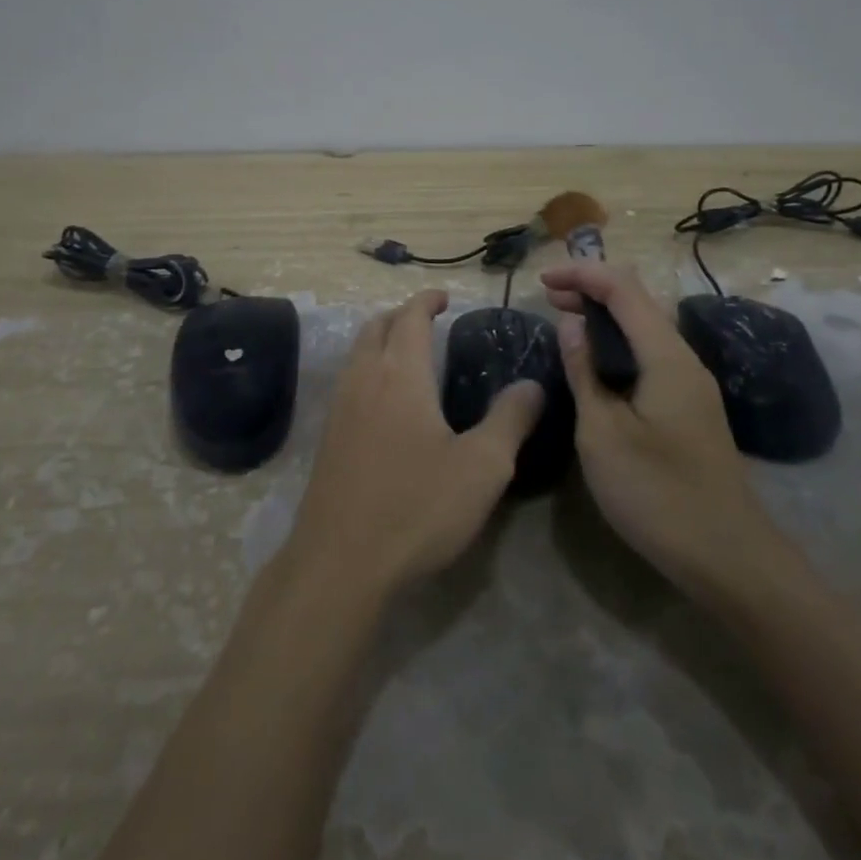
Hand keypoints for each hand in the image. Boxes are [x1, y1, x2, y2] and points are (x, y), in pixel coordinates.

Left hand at [288, 290, 543, 598]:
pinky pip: (348, 381)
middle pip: (376, 327)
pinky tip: (384, 401)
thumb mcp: (482, 467)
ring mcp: (340, 407)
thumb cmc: (417, 506)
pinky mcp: (328, 437)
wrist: (340, 561)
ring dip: (380, 339)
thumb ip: (510, 420)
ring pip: (357, 353)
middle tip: (427, 320)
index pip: (410, 318)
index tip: (443, 298)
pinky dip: (367, 368)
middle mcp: (365, 378)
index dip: (426, 301)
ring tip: (407, 353)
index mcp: (401, 374)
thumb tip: (533, 385)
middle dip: (400, 314)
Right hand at [541, 263, 793, 596]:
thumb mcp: (602, 433)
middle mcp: (684, 359)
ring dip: (605, 315)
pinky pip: (651, 353)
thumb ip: (584, 371)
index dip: (582, 274)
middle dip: (592, 289)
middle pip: (638, 300)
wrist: (727, 556)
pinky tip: (596, 363)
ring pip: (646, 327)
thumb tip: (571, 324)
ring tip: (566, 322)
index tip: (543, 280)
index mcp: (666, 356)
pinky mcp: (690, 407)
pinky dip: (618, 343)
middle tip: (549, 297)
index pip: (623, 288)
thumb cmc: (656, 493)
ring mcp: (691, 384)